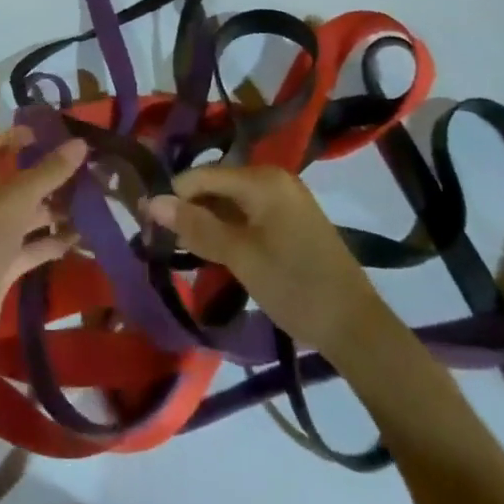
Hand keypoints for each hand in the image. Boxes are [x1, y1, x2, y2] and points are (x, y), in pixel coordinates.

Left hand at [0, 126, 86, 360]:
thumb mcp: (17, 197)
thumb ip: (49, 171)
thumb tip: (80, 143)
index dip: (17, 136)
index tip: (48, 133)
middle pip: (17, 182)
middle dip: (47, 175)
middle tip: (84, 169)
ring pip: (28, 216)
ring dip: (55, 209)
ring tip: (91, 202)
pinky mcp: (3, 267)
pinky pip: (33, 248)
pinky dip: (53, 242)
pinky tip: (81, 238)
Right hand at [146, 165, 384, 352]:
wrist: (356, 328)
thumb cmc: (294, 285)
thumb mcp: (239, 256)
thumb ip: (195, 226)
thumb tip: (151, 202)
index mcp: (262, 179)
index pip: (201, 175)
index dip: (172, 196)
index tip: (146, 223)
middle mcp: (273, 179)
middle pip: (215, 186)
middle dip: (188, 210)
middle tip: (161, 240)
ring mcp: (285, 200)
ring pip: (229, 203)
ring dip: (206, 223)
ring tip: (182, 249)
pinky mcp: (290, 222)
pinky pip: (247, 215)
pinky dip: (227, 230)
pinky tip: (212, 252)